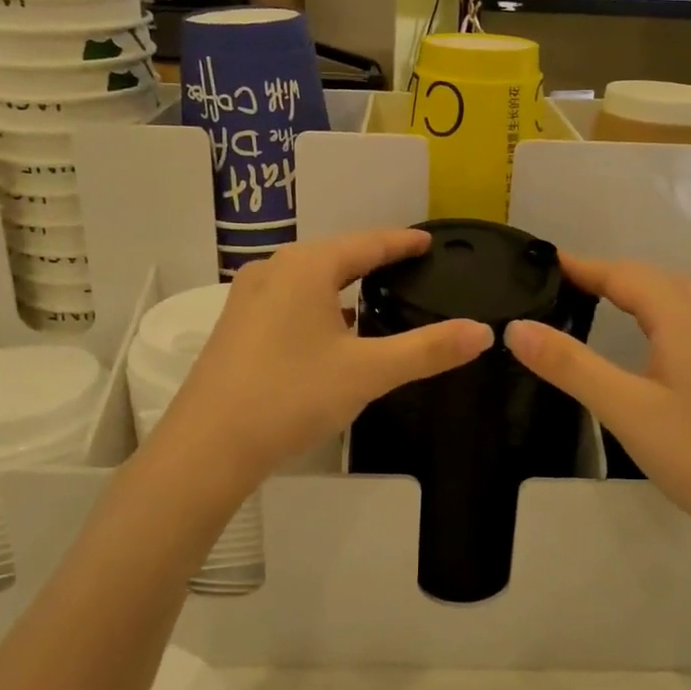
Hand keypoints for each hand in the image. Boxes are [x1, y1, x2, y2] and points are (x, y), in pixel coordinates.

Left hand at [143, 229, 491, 506]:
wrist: (207, 447)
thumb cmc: (291, 396)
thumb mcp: (368, 372)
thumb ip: (428, 349)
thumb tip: (483, 332)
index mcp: (306, 266)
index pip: (368, 243)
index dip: (402, 242)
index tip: (429, 241)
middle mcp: (274, 270)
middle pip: (336, 256)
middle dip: (374, 259)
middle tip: (411, 266)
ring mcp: (248, 298)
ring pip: (310, 280)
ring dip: (344, 285)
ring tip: (378, 295)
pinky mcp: (236, 326)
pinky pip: (290, 302)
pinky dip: (320, 306)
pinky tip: (334, 331)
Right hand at [505, 256, 690, 557]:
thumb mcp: (626, 409)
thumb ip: (571, 365)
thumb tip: (517, 327)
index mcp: (682, 317)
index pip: (622, 273)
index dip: (580, 266)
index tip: (538, 263)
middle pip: (649, 278)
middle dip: (603, 273)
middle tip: (556, 285)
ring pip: (670, 298)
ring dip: (629, 290)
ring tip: (588, 302)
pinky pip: (683, 320)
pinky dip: (650, 313)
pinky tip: (639, 340)